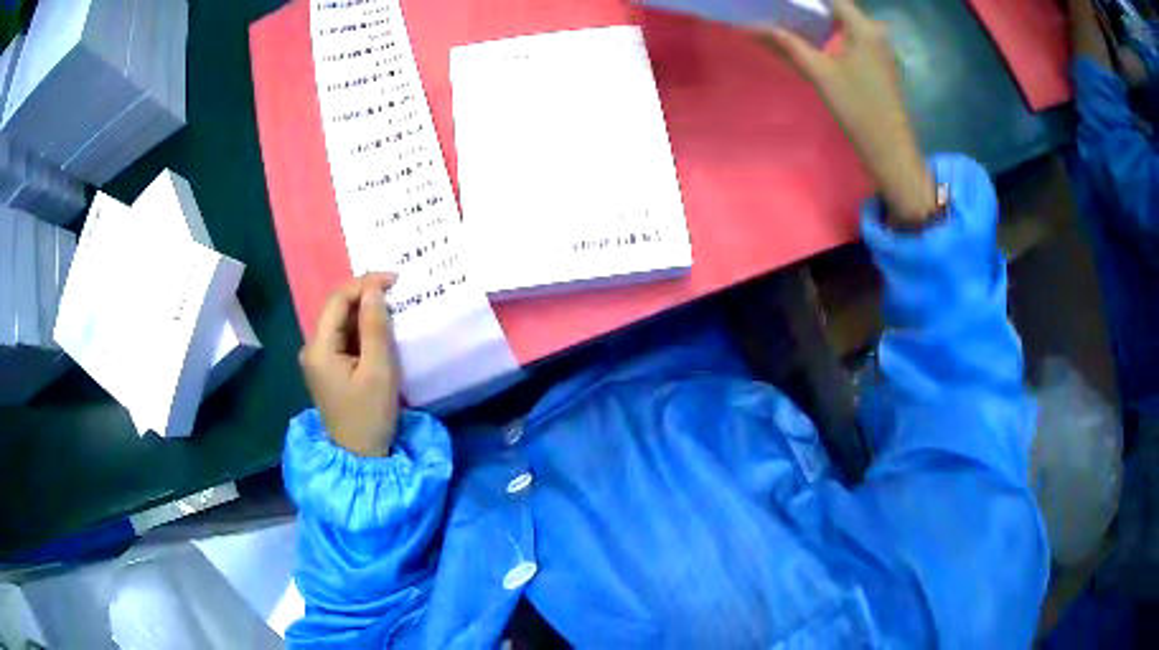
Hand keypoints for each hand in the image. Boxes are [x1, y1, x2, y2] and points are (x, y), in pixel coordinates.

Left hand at [300, 273, 400, 456]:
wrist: (360, 456)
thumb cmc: (369, 415)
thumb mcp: (379, 371)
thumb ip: (375, 328)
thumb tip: (374, 291)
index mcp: (319, 348)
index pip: (337, 300)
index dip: (365, 283)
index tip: (395, 280)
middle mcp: (312, 348)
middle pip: (336, 309)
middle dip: (365, 295)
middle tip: (397, 291)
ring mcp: (319, 360)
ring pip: (341, 322)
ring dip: (364, 312)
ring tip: (393, 307)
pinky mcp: (328, 369)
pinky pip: (344, 338)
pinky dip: (362, 330)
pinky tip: (380, 330)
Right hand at [761, 0, 937, 222]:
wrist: (889, 147)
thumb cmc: (857, 107)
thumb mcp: (820, 73)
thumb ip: (789, 45)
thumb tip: (755, 27)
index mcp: (863, 28)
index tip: (783, 3)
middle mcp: (874, 31)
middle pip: (838, 7)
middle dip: (810, 6)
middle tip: (781, 10)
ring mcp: (878, 47)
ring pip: (844, 22)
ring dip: (819, 19)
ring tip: (789, 20)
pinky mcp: (878, 61)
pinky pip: (851, 37)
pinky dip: (830, 33)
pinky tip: (811, 38)